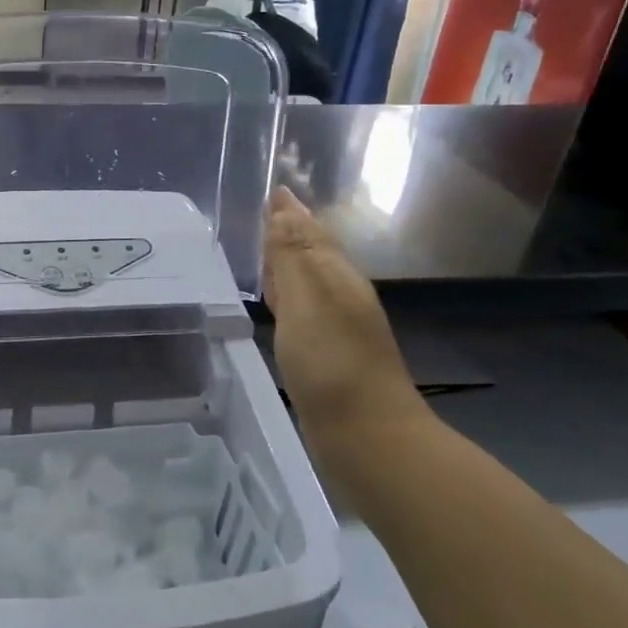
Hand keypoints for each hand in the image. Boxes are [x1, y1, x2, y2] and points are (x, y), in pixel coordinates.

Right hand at [263, 187, 423, 432]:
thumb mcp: (307, 301)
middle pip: (312, 253)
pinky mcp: (327, 355)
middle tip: (262, 213)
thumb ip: (292, 255)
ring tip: (261, 251)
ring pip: (307, 283)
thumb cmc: (332, 363)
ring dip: (286, 264)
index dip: (289, 213)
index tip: (271, 190)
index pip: (310, 232)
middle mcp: (341, 295)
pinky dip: (286, 298)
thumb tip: (284, 204)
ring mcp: (337, 327)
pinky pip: (302, 312)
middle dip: (288, 232)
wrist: (366, 436)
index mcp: (338, 276)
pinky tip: (276, 305)